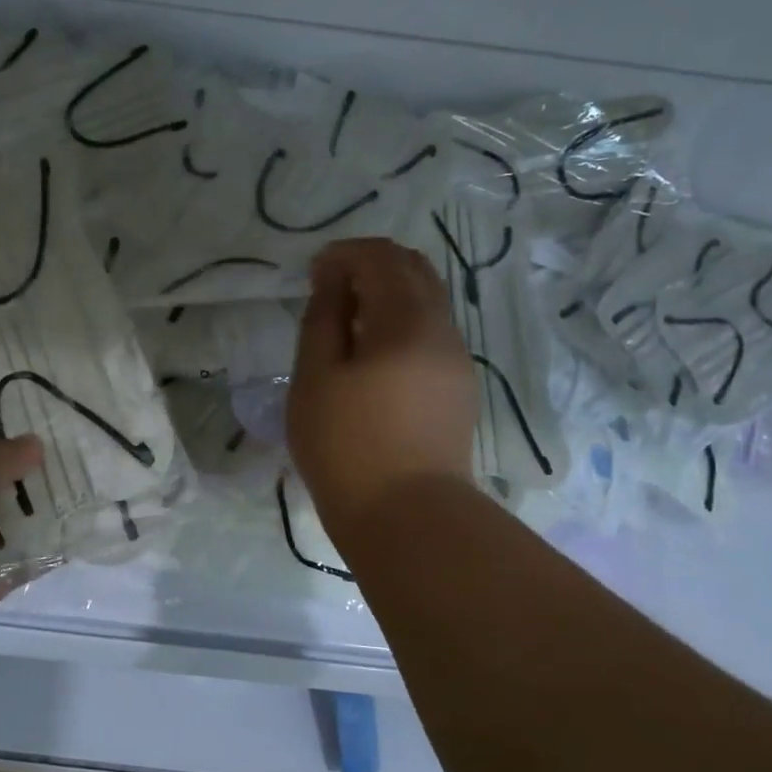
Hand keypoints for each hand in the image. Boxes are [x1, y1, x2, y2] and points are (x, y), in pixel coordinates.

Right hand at [288, 238, 478, 538]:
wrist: (407, 516)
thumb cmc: (346, 445)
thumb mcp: (316, 378)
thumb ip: (323, 320)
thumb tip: (333, 282)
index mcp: (407, 320)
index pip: (381, 258)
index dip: (343, 254)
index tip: (312, 274)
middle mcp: (443, 329)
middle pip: (414, 270)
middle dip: (370, 266)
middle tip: (329, 289)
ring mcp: (457, 360)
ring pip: (427, 302)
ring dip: (387, 295)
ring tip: (347, 324)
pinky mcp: (458, 388)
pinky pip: (431, 333)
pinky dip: (401, 323)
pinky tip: (372, 355)